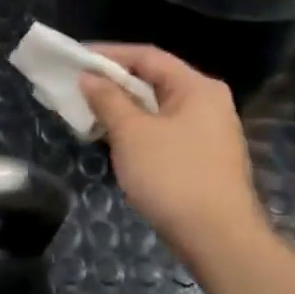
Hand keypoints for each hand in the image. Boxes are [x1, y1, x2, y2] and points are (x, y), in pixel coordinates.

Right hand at [80, 45, 265, 266]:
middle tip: (78, 85)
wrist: (218, 240)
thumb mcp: (131, 133)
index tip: (75, 57)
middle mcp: (208, 103)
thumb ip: (107, 99)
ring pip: (158, 108)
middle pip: (154, 80)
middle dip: (113, 82)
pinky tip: (114, 139)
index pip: (147, 55)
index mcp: (197, 87)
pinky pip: (164, 130)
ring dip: (123, 107)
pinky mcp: (204, 158)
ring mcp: (209, 132)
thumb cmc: (173, 176)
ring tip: (89, 111)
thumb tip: (89, 77)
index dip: (108, 54)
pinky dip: (137, 128)